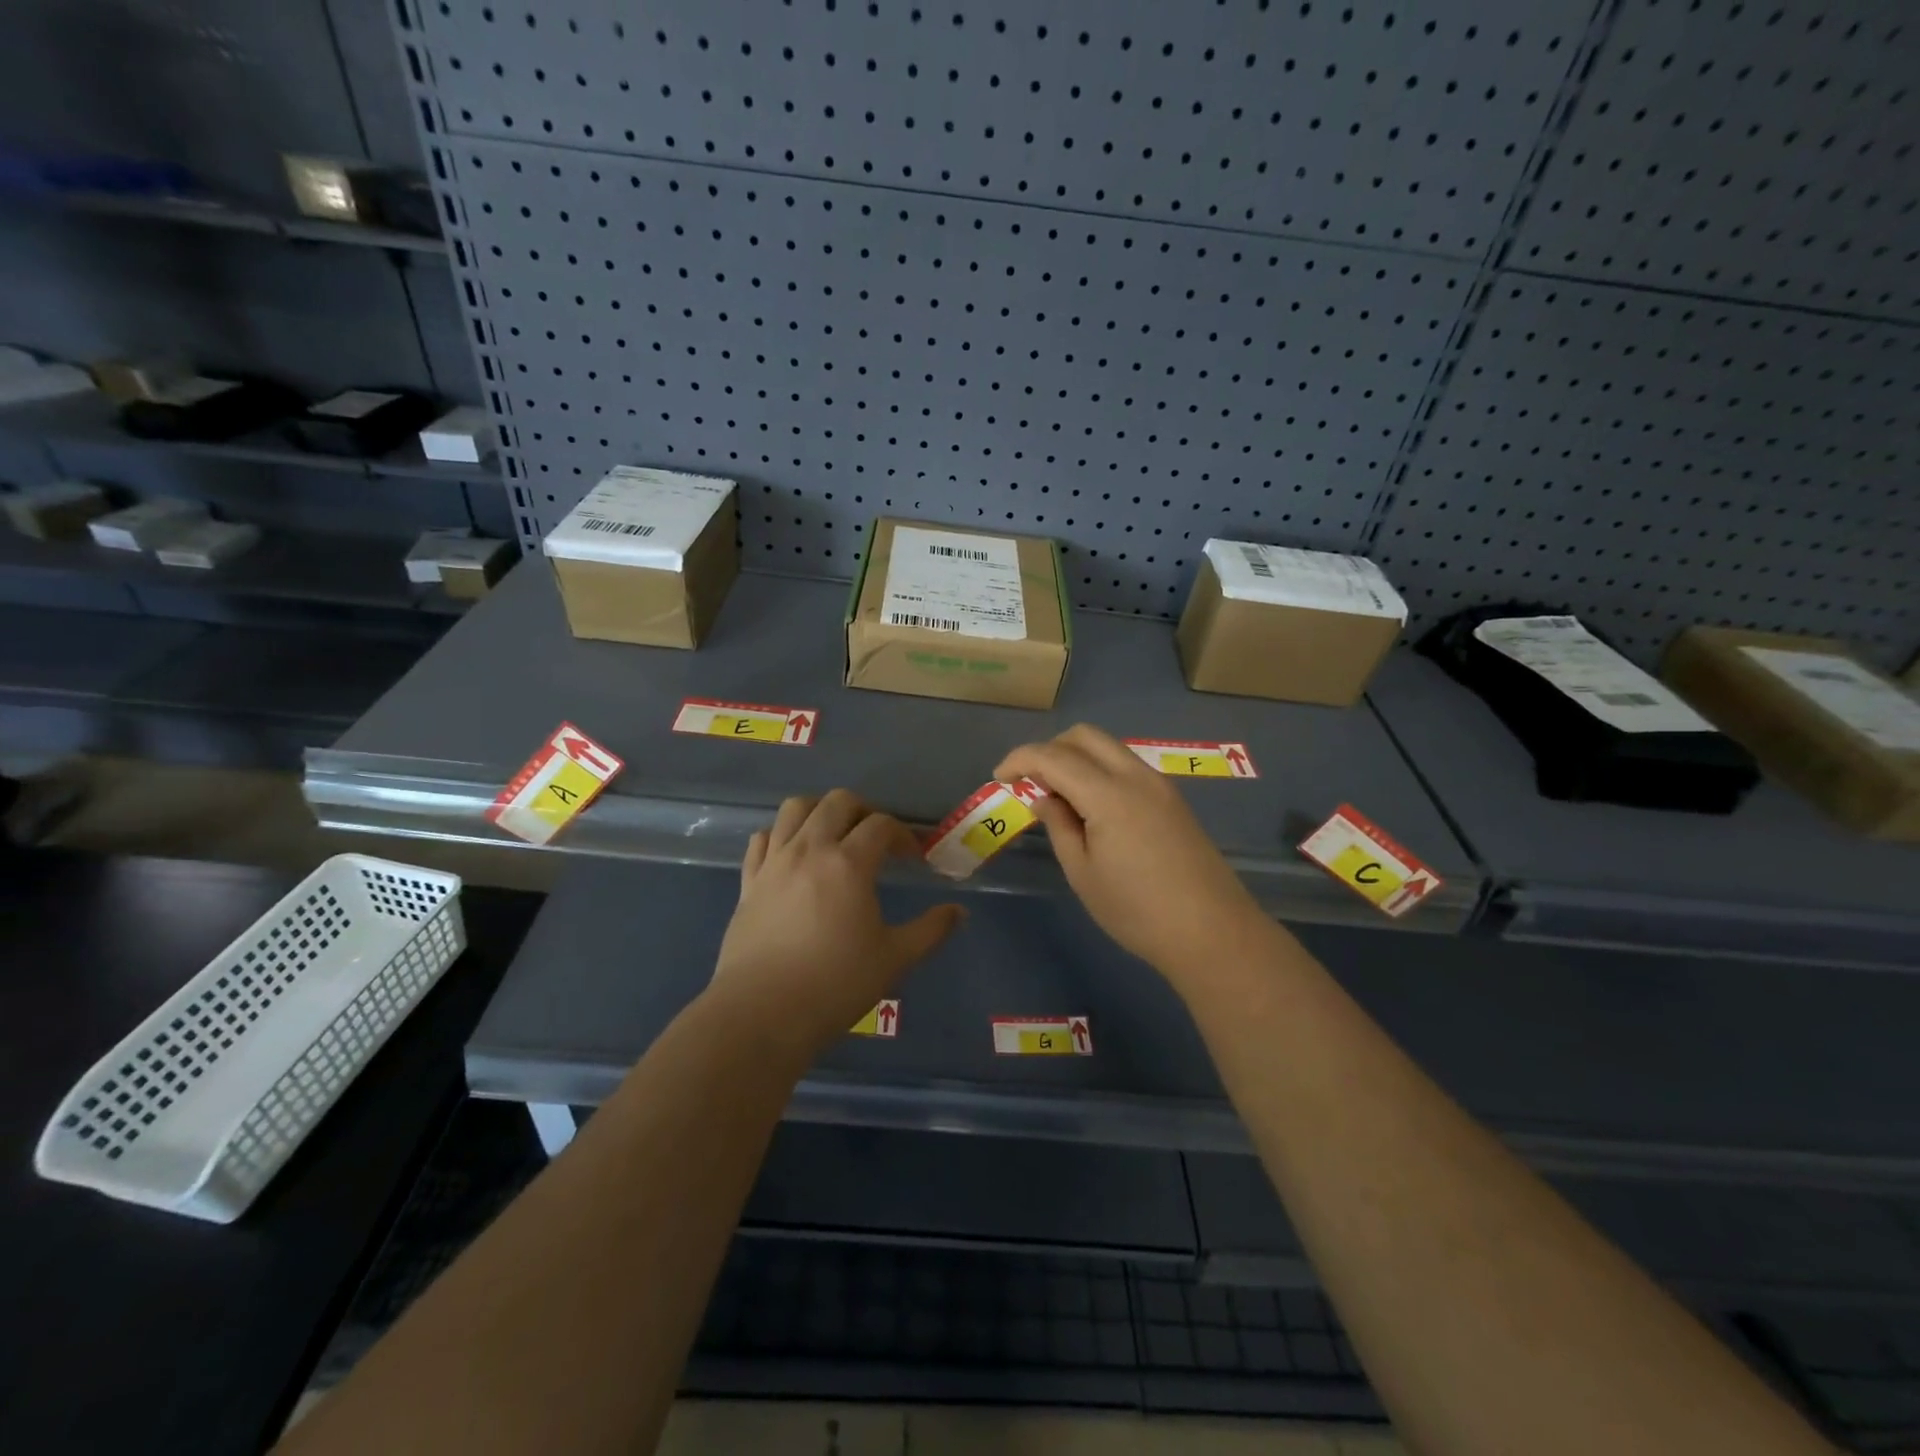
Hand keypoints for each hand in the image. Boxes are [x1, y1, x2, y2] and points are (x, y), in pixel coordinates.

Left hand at [710, 790, 962, 1056]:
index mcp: (849, 863)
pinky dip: (782, 835)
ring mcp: (775, 862)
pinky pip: (763, 838)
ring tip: (834, 835)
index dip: (902, 835)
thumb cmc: (835, 985)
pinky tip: (793, 856)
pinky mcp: (749, 881)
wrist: (761, 1013)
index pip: (881, 825)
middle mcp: (810, 850)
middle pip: (838, 802)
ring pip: (795, 808)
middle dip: (864, 811)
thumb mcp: (894, 959)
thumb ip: (931, 930)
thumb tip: (959, 912)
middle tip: (876, 839)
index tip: (913, 857)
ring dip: (820, 811)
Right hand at [996, 725, 1268, 977]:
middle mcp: (1135, 776)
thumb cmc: (1137, 911)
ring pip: (1109, 748)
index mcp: (1109, 794)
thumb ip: (1059, 826)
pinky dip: (1100, 770)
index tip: (999, 778)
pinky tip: (1091, 805)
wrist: (1212, 932)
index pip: (1053, 756)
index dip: (1020, 760)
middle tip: (1029, 781)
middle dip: (1049, 749)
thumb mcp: (1083, 873)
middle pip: (1084, 736)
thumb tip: (1043, 797)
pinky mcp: (1172, 799)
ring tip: (1057, 795)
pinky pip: (1127, 766)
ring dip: (1076, 757)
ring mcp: (1159, 785)